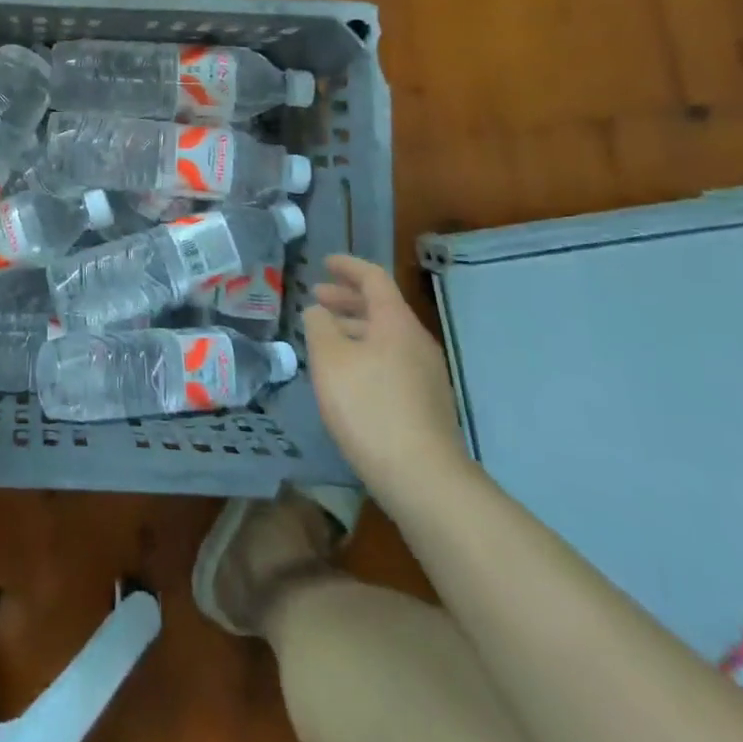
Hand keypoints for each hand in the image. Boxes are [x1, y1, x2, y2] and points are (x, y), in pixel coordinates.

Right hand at [304, 255, 466, 495]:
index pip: (373, 278)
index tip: (325, 262)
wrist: (423, 479)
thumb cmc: (369, 406)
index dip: (348, 266)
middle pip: (381, 307)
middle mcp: (416, 342)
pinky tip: (346, 375)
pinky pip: (391, 362)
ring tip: (324, 337)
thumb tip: (319, 311)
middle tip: (316, 298)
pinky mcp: (426, 404)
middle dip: (347, 299)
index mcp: (396, 322)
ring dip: (354, 329)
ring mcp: (426, 375)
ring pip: (385, 337)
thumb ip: (319, 326)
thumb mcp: (330, 359)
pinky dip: (365, 354)